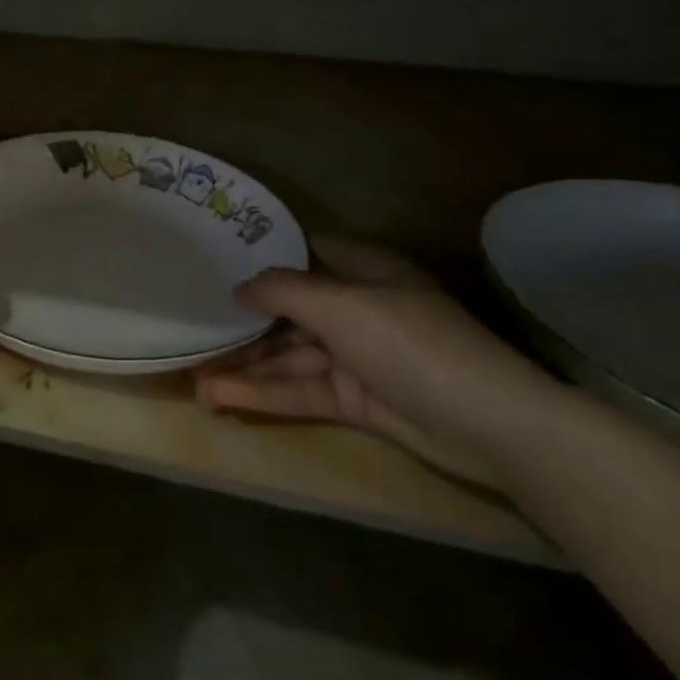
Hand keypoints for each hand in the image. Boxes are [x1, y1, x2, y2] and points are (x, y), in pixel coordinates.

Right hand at [191, 237, 570, 491]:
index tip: (210, 260)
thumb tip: (238, 287)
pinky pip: (297, 389)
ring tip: (191, 373)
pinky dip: (260, 392)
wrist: (491, 426)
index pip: (301, 253)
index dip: (258, 255)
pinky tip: (218, 395)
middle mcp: (354, 308)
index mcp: (361, 271)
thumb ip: (281, 290)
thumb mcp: (340, 305)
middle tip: (189, 328)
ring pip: (285, 355)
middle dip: (239, 322)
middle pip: (285, 310)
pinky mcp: (352, 399)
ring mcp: (353, 356)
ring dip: (241, 364)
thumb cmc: (411, 344)